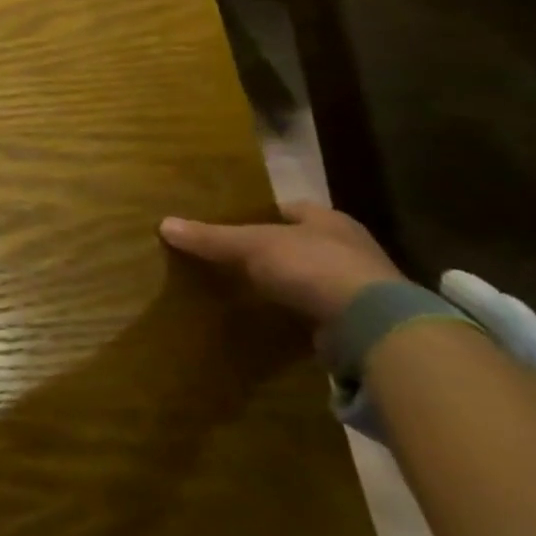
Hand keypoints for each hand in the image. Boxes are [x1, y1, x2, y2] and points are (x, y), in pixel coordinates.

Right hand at [159, 201, 403, 325]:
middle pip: (301, 243)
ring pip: (312, 277)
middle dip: (273, 250)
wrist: (372, 325)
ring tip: (249, 289)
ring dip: (288, 284)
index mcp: (329, 220)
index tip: (232, 224)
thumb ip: (210, 237)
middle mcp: (350, 248)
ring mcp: (360, 287)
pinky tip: (274, 319)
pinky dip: (299, 314)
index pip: (290, 209)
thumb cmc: (312, 266)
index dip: (261, 214)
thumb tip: (163, 223)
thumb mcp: (250, 246)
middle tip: (235, 257)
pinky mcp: (362, 322)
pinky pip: (320, 311)